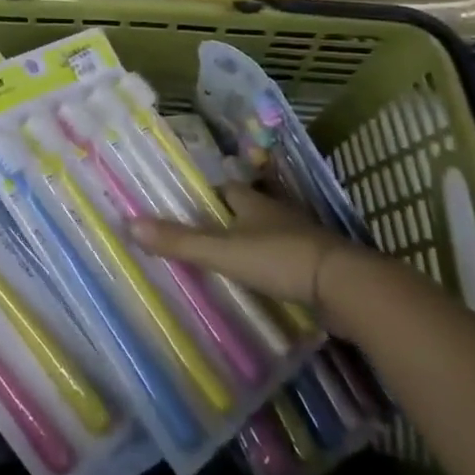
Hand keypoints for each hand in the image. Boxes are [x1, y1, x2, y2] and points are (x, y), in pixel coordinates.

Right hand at [129, 184, 366, 324]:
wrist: (345, 286)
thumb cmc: (279, 259)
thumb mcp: (222, 251)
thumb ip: (179, 241)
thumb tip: (129, 224)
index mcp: (253, 202)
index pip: (225, 189)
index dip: (206, 195)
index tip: (188, 208)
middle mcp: (276, 213)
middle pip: (246, 210)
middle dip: (227, 220)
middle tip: (202, 236)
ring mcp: (300, 238)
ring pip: (268, 234)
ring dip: (251, 243)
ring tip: (226, 261)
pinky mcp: (316, 266)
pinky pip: (286, 260)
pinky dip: (272, 267)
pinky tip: (261, 283)